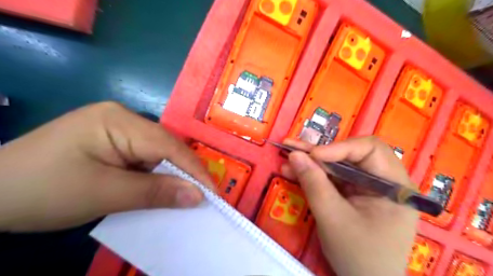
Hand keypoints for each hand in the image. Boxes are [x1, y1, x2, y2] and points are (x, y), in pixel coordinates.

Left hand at [0, 103, 212, 231]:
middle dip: (185, 173)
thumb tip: (197, 196)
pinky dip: (157, 176)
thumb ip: (155, 192)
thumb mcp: (104, 193)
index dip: (194, 170)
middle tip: (202, 197)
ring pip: (159, 154)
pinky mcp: (116, 143)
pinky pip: (146, 159)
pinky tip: (161, 188)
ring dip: (171, 176)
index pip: (169, 145)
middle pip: (166, 147)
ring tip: (186, 196)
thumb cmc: (41, 190)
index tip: (213, 193)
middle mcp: (125, 119)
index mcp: (119, 120)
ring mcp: (120, 130)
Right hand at [282, 137, 414, 275]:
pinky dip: (312, 176)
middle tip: (292, 147)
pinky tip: (293, 172)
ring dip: (311, 162)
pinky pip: (332, 179)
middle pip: (350, 155)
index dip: (340, 147)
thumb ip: (314, 184)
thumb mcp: (333, 218)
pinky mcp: (352, 194)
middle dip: (319, 152)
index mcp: (394, 185)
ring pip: (337, 165)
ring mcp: (366, 187)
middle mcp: (383, 181)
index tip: (313, 155)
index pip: (370, 150)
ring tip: (287, 158)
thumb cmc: (359, 256)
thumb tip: (294, 155)